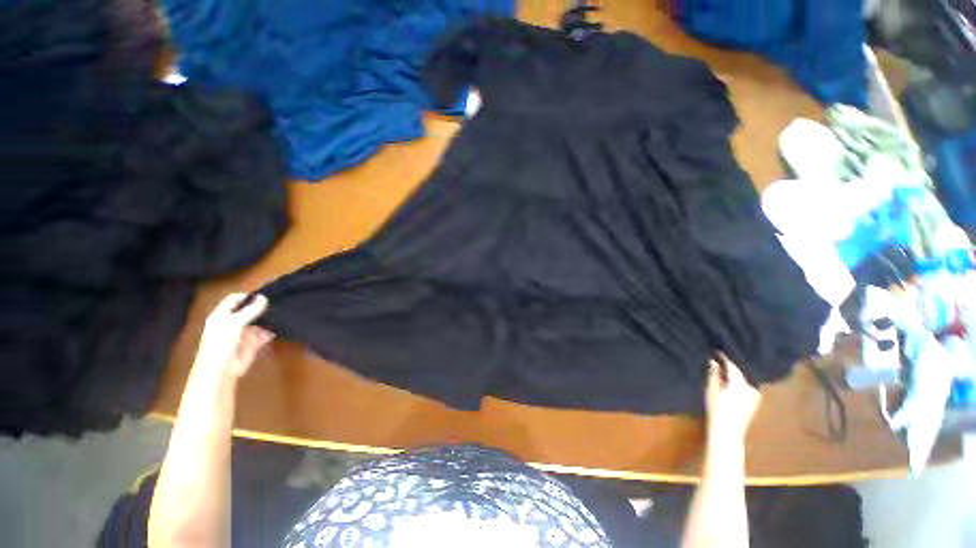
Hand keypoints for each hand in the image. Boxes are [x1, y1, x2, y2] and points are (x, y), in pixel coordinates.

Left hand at [194, 293, 273, 378]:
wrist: (221, 371)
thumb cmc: (221, 343)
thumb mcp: (235, 323)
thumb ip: (250, 310)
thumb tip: (264, 297)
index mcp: (222, 315)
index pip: (235, 299)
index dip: (248, 296)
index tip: (265, 296)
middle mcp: (232, 322)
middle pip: (248, 310)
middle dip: (261, 307)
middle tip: (277, 303)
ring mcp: (243, 333)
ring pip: (258, 322)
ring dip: (267, 320)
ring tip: (280, 315)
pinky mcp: (252, 343)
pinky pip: (263, 334)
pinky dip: (270, 332)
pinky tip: (277, 329)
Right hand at [705, 353, 761, 445]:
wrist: (727, 432)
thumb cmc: (716, 409)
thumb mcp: (711, 390)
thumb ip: (713, 374)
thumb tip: (713, 360)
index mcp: (741, 383)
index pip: (733, 365)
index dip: (724, 357)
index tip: (716, 350)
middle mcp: (751, 387)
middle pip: (739, 372)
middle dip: (730, 367)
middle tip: (718, 359)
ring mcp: (755, 396)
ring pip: (743, 380)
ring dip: (734, 375)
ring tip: (723, 371)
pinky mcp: (754, 403)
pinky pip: (746, 387)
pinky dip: (738, 383)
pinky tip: (730, 384)